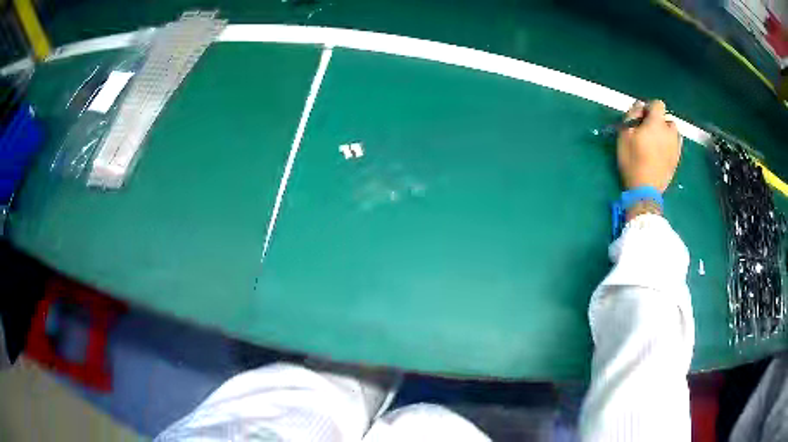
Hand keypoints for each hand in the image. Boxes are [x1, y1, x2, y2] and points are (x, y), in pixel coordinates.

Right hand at [617, 100, 681, 192]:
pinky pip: (676, 145)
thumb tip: (639, 106)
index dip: (649, 108)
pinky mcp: (677, 159)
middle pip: (666, 119)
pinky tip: (662, 153)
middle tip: (648, 132)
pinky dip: (670, 145)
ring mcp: (675, 146)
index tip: (642, 118)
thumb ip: (632, 116)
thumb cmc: (632, 161)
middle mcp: (669, 132)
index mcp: (656, 123)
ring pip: (673, 132)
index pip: (658, 104)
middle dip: (658, 122)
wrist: (646, 190)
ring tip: (657, 143)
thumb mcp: (624, 135)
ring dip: (666, 133)